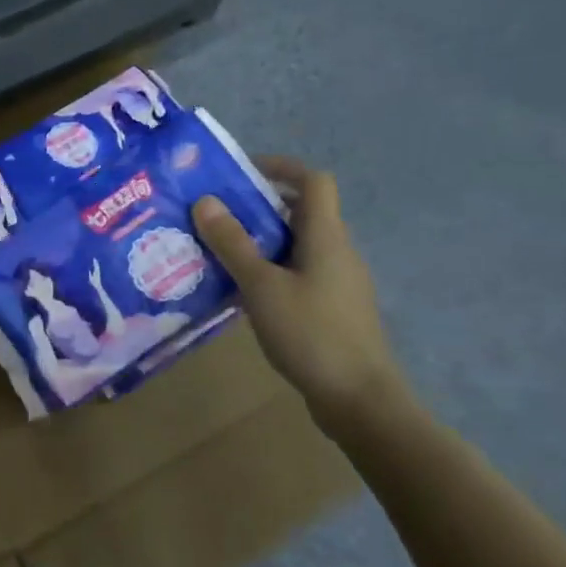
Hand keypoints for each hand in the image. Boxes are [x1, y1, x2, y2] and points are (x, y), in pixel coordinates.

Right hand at [193, 158, 411, 425]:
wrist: (359, 399)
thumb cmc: (311, 333)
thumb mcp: (261, 286)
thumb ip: (233, 244)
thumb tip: (205, 201)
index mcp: (326, 236)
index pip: (313, 181)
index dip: (281, 167)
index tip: (240, 172)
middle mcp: (336, 251)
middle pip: (302, 212)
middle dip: (259, 207)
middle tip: (215, 216)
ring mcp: (338, 282)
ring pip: (297, 246)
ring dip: (260, 242)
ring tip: (218, 252)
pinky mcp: (332, 309)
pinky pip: (298, 274)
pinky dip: (270, 271)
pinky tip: (241, 293)